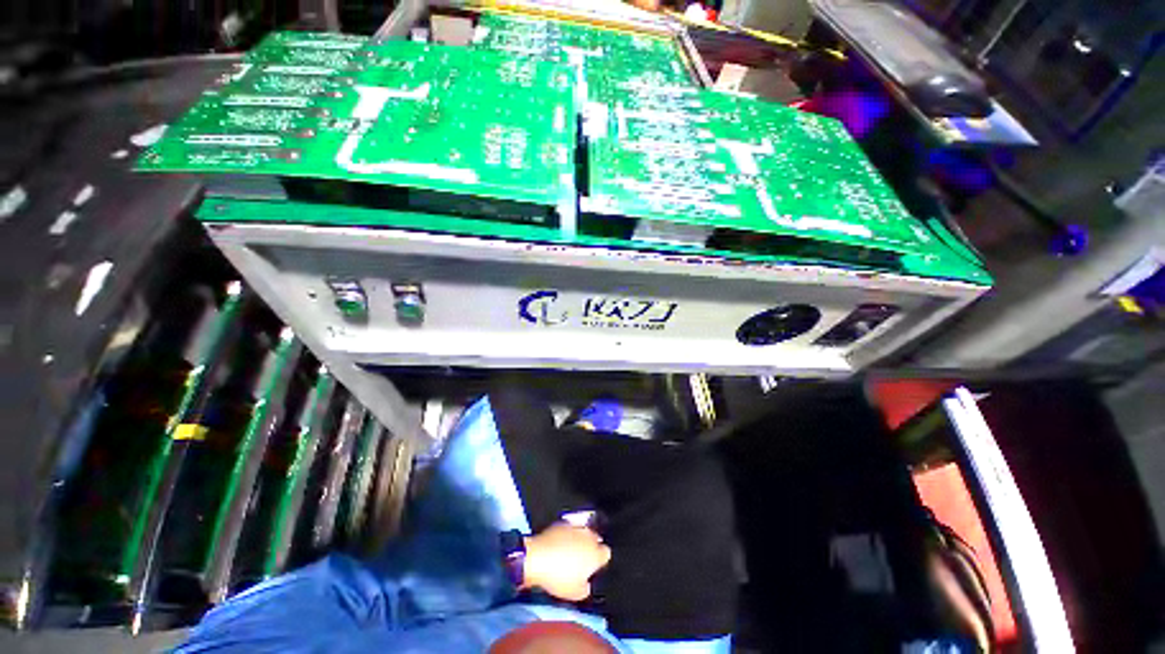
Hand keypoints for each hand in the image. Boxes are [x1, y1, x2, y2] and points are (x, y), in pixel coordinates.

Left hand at [521, 523, 611, 601]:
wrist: (538, 558)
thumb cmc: (558, 578)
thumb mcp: (575, 594)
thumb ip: (586, 588)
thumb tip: (586, 584)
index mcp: (595, 554)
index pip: (606, 554)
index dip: (600, 561)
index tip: (594, 567)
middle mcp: (589, 537)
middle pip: (596, 539)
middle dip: (591, 547)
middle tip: (582, 560)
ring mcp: (575, 527)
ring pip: (583, 532)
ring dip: (580, 539)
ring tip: (571, 551)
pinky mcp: (562, 523)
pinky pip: (570, 528)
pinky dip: (568, 534)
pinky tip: (561, 543)